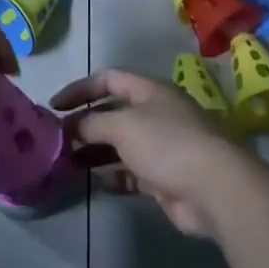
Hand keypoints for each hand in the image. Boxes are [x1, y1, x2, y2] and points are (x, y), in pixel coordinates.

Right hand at [51, 69, 248, 236]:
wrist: (214, 189)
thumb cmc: (166, 143)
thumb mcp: (122, 125)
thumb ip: (92, 123)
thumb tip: (71, 127)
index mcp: (149, 90)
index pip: (108, 79)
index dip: (80, 89)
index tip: (54, 107)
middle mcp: (155, 113)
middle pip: (112, 112)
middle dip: (84, 124)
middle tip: (56, 139)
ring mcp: (161, 146)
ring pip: (119, 144)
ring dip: (94, 152)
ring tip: (67, 162)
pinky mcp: (164, 177)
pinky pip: (130, 172)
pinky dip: (111, 176)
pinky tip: (93, 182)